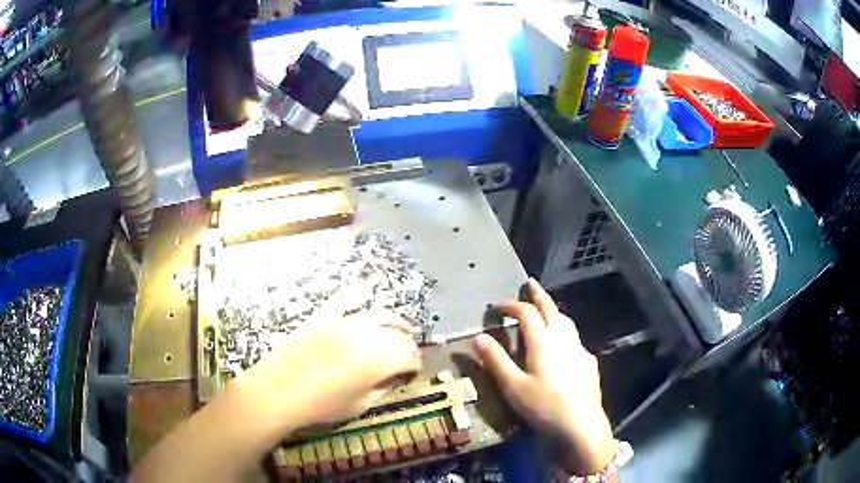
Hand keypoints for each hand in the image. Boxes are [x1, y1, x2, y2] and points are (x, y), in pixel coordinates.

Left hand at [235, 310, 421, 431]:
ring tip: (403, 327)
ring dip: (395, 321)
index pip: (410, 355)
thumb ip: (382, 387)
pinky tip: (365, 290)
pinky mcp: (323, 316)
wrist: (277, 391)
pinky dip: (356, 294)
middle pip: (398, 334)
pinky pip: (344, 299)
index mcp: (379, 359)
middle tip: (408, 356)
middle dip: (408, 344)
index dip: (416, 364)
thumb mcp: (360, 405)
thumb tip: (395, 377)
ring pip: (379, 314)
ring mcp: (343, 321)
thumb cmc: (321, 405)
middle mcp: (367, 334)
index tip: (413, 372)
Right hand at [473, 279, 614, 474]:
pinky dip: (565, 332)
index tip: (497, 307)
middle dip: (539, 295)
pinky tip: (563, 346)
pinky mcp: (589, 363)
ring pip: (566, 322)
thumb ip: (496, 360)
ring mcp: (580, 350)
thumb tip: (478, 336)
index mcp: (543, 342)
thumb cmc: (543, 406)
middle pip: (551, 309)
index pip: (527, 313)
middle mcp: (564, 339)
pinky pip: (575, 339)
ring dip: (554, 311)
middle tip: (530, 284)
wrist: (581, 424)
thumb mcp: (513, 386)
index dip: (511, 306)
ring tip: (546, 310)